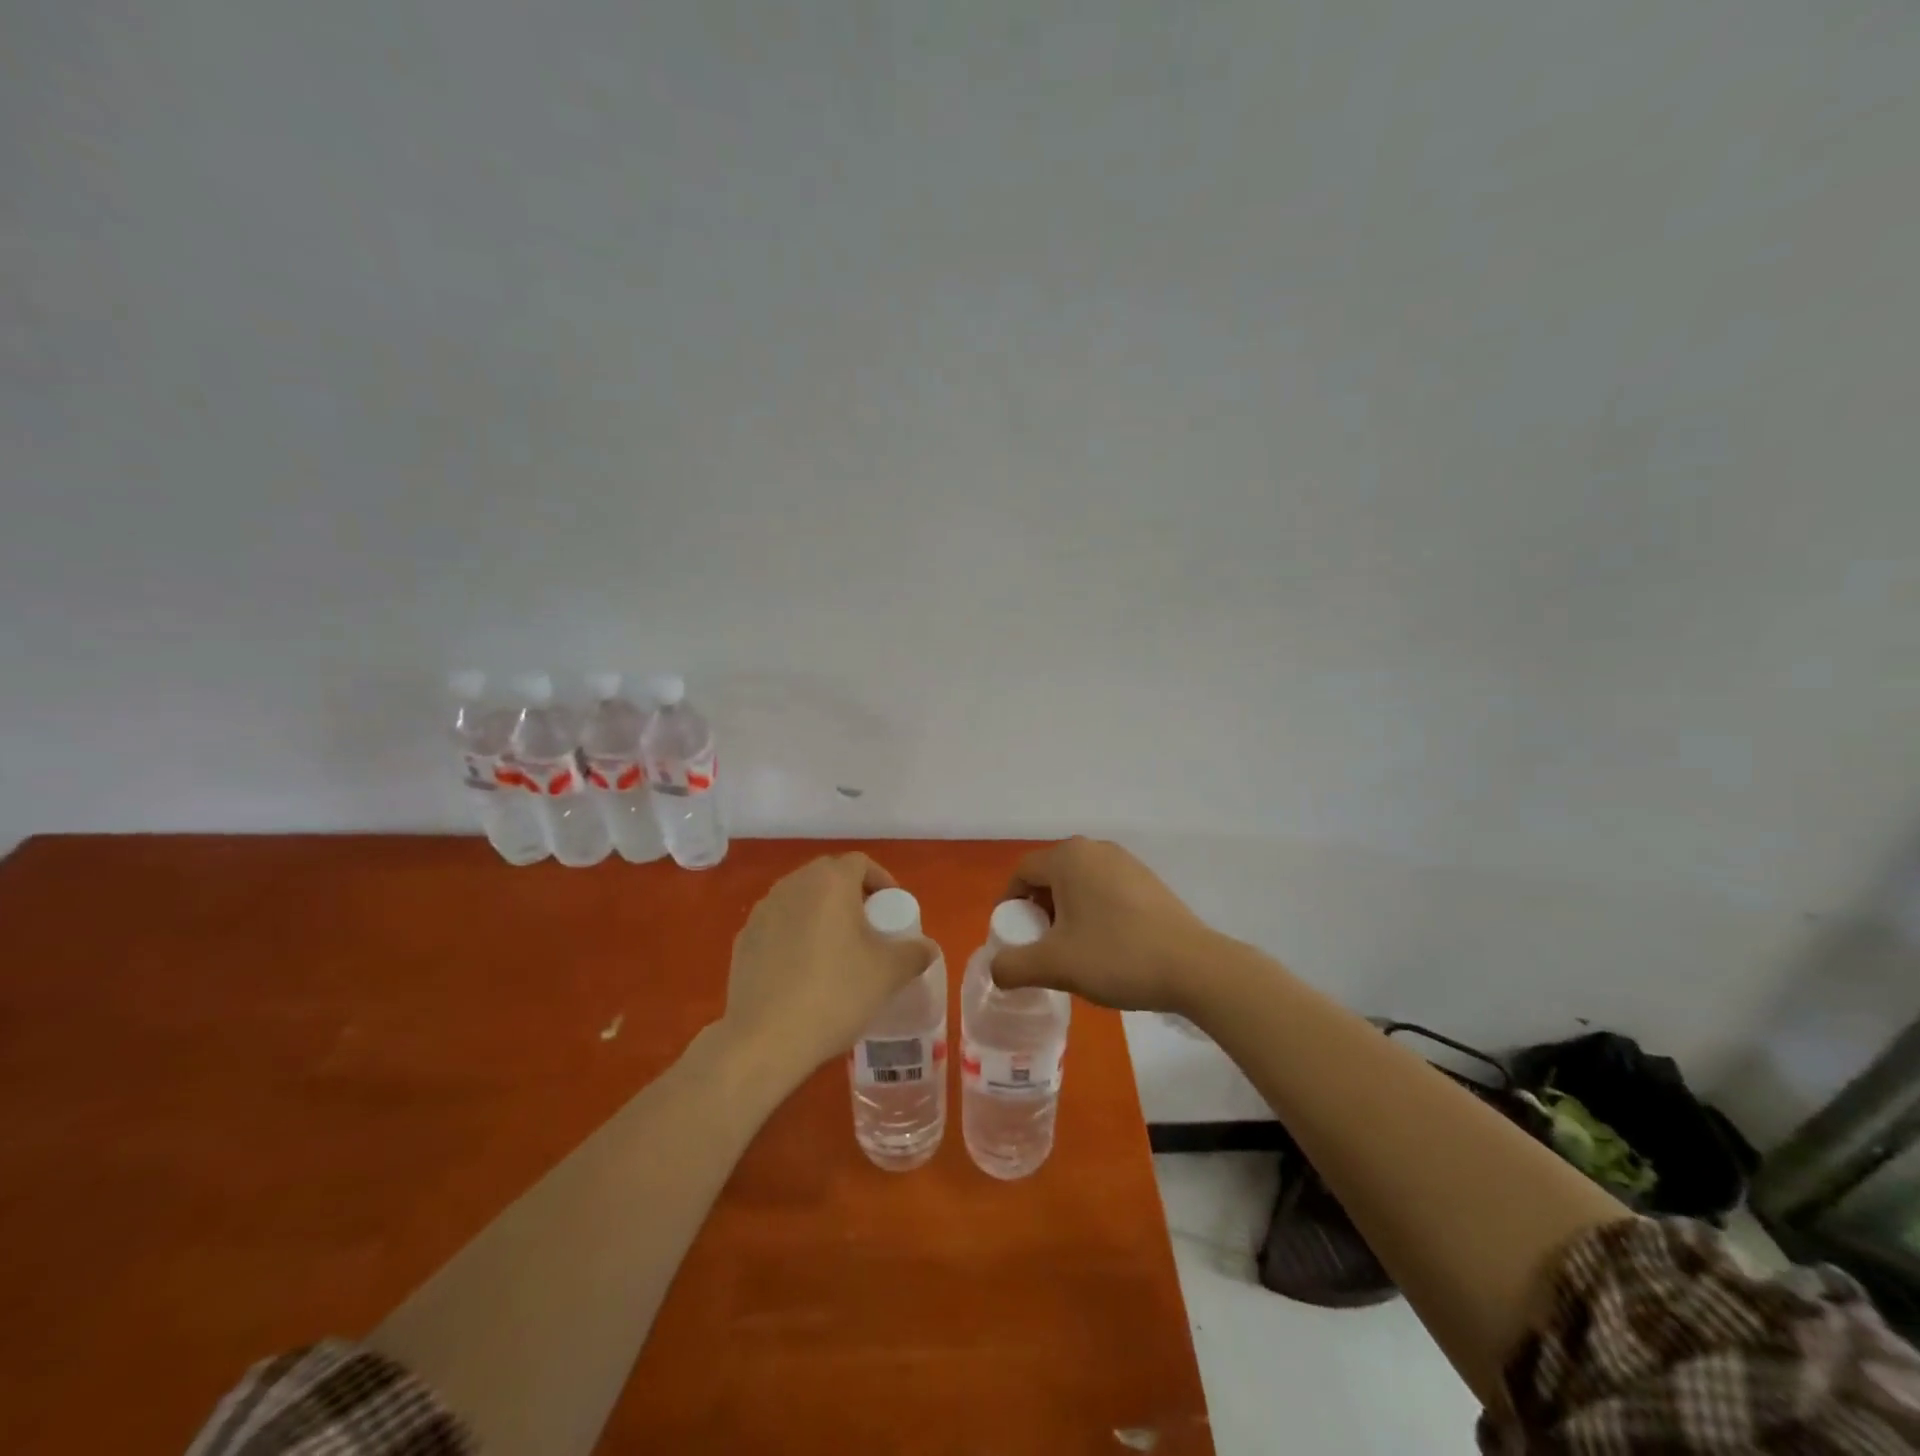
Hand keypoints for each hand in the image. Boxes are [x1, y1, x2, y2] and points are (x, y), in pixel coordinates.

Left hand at [720, 854, 932, 1083]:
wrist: (764, 1039)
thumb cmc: (834, 994)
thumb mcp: (888, 974)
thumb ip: (914, 953)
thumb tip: (927, 948)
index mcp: (830, 881)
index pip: (860, 863)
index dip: (882, 881)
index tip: (892, 911)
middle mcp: (792, 885)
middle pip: (829, 877)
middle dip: (852, 896)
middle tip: (869, 929)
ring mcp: (762, 911)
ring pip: (801, 900)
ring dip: (822, 914)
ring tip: (838, 950)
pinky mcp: (743, 939)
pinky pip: (779, 925)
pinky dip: (796, 935)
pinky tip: (804, 971)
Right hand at [989, 838, 1218, 1013]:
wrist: (1194, 968)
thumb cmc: (1117, 956)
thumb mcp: (1055, 965)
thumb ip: (1013, 966)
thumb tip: (995, 969)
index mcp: (1069, 857)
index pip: (1022, 873)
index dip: (1009, 905)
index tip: (1012, 939)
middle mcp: (1095, 849)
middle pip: (1050, 877)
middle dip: (1038, 911)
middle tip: (1041, 948)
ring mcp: (1126, 862)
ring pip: (1079, 884)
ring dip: (1066, 914)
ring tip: (1073, 951)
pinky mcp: (1147, 881)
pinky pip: (1105, 890)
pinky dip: (1093, 912)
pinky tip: (1106, 946)